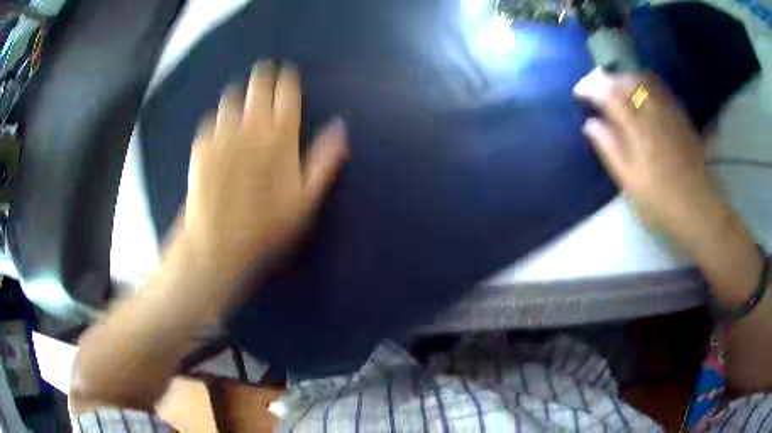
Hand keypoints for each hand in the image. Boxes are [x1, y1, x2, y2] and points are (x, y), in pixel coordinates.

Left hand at [182, 61, 348, 274]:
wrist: (217, 242)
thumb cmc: (266, 226)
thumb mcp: (306, 200)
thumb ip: (325, 160)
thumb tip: (340, 127)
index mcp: (280, 137)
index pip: (286, 95)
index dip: (287, 79)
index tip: (287, 70)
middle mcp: (250, 127)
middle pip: (257, 88)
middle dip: (263, 76)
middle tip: (265, 70)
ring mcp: (222, 134)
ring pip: (231, 98)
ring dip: (239, 92)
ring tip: (241, 93)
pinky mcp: (201, 146)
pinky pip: (212, 120)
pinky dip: (219, 117)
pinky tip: (220, 123)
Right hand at [573, 68, 718, 235]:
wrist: (696, 209)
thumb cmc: (660, 202)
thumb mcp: (630, 183)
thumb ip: (610, 150)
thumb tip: (590, 124)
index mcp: (639, 132)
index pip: (610, 95)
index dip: (591, 88)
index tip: (579, 92)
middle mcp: (655, 114)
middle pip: (627, 80)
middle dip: (607, 78)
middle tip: (596, 87)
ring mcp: (670, 112)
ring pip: (644, 79)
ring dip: (625, 77)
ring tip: (616, 86)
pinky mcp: (681, 116)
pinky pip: (660, 88)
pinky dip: (644, 83)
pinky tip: (640, 93)